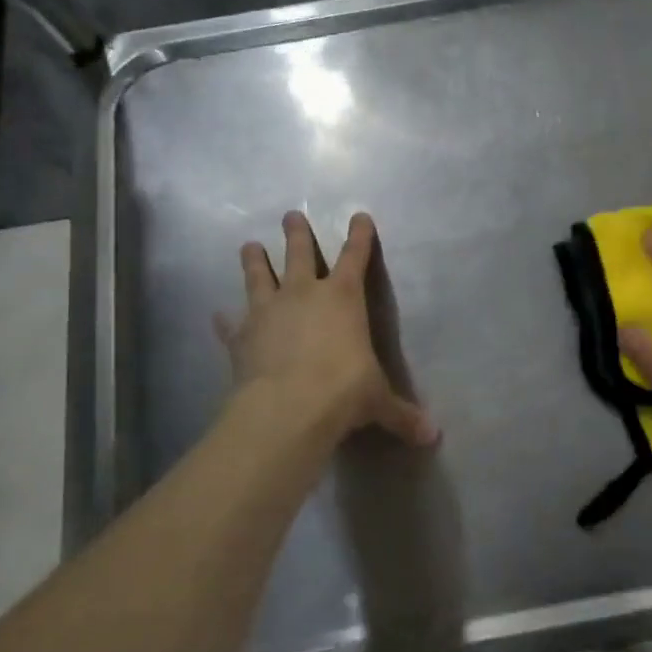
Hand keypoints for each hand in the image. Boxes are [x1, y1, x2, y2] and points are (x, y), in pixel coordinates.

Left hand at [215, 211, 437, 447]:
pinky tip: (218, 316)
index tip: (359, 215)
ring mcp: (267, 312)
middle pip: (298, 253)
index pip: (355, 256)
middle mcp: (303, 294)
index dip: (360, 236)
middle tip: (290, 215)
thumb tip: (432, 437)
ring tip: (248, 245)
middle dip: (296, 233)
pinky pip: (231, 324)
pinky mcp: (240, 337)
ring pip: (258, 276)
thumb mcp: (378, 402)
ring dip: (254, 260)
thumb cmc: (343, 392)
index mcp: (343, 297)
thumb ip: (402, 415)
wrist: (287, 409)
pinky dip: (225, 320)